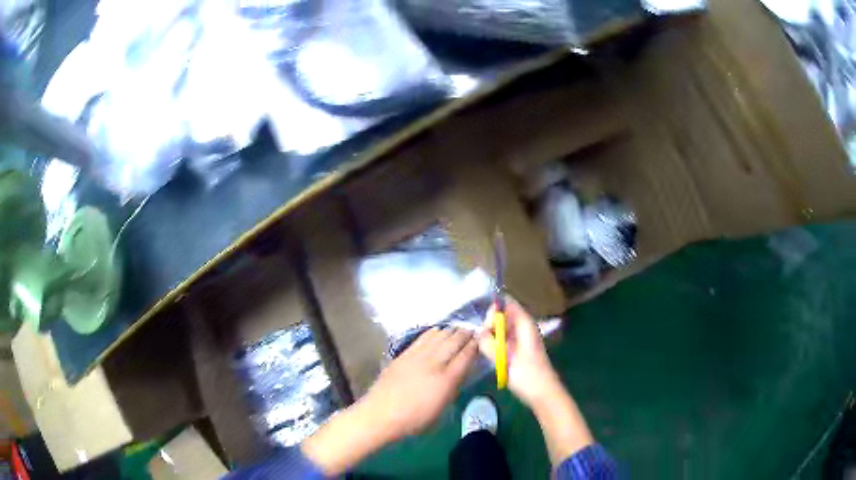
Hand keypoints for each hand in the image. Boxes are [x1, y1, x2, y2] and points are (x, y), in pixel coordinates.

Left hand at [302, 328, 477, 474]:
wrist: (381, 414)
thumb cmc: (414, 420)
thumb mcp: (441, 409)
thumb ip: (452, 388)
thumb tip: (459, 373)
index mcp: (446, 380)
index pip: (466, 356)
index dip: (475, 346)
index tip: (481, 340)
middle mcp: (434, 364)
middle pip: (454, 342)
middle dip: (465, 334)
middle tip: (473, 331)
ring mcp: (417, 356)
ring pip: (439, 336)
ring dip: (451, 331)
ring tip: (458, 329)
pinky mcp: (404, 354)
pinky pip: (423, 338)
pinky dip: (433, 332)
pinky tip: (438, 331)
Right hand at [479, 300, 593, 464]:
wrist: (544, 394)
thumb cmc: (528, 375)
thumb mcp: (505, 359)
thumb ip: (490, 344)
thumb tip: (479, 332)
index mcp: (525, 325)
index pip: (509, 304)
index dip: (495, 308)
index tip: (484, 322)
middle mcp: (525, 328)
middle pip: (505, 315)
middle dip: (492, 322)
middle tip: (483, 338)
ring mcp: (523, 340)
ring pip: (504, 328)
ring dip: (493, 333)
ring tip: (484, 345)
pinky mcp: (520, 351)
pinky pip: (505, 339)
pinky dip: (497, 342)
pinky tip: (490, 352)